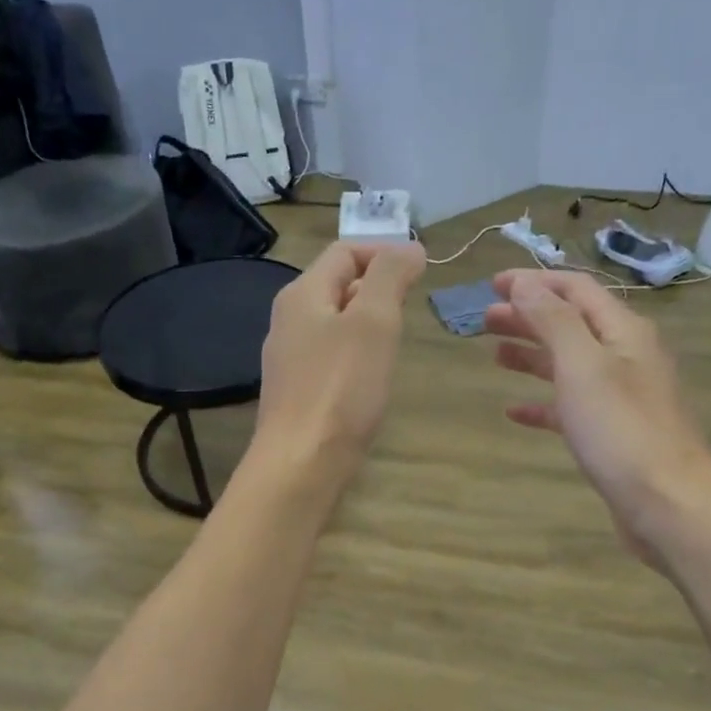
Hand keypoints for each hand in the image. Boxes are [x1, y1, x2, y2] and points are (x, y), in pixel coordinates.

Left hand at [252, 242, 425, 483]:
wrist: (301, 463)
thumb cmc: (341, 387)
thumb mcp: (373, 321)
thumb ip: (389, 276)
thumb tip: (408, 247)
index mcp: (302, 295)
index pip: (344, 252)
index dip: (384, 252)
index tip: (422, 270)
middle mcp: (288, 320)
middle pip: (336, 284)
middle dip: (377, 285)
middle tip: (412, 305)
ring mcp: (289, 358)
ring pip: (334, 322)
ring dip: (368, 320)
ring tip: (397, 337)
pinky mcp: (297, 391)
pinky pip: (330, 356)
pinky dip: (356, 352)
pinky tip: (372, 375)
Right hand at [486, 269, 710, 563]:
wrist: (668, 504)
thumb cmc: (621, 430)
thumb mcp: (582, 366)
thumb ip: (552, 321)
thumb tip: (525, 284)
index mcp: (623, 331)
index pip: (576, 290)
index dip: (534, 282)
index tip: (492, 284)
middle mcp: (625, 356)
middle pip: (571, 324)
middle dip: (528, 316)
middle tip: (485, 319)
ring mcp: (621, 396)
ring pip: (569, 364)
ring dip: (532, 354)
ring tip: (495, 355)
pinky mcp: (612, 433)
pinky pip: (571, 406)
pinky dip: (542, 403)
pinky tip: (515, 410)